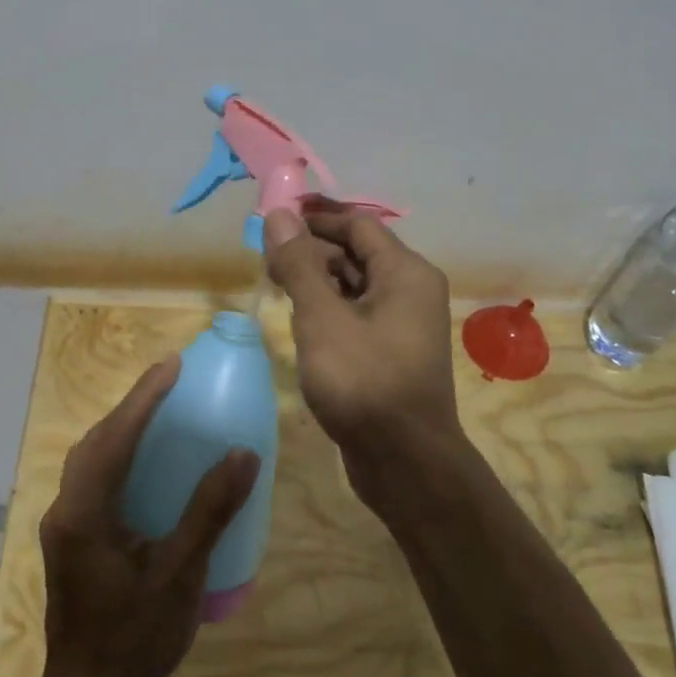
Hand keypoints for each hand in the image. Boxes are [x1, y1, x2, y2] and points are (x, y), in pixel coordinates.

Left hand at [37, 355, 259, 676]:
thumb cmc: (135, 640)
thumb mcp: (180, 576)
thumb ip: (209, 512)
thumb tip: (242, 455)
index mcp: (85, 514)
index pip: (115, 439)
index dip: (143, 398)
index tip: (171, 365)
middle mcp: (66, 510)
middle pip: (95, 441)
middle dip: (131, 406)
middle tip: (169, 382)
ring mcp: (63, 525)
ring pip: (89, 459)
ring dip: (121, 429)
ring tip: (158, 410)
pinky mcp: (70, 538)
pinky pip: (92, 478)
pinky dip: (117, 455)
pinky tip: (143, 461)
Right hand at [263, 207, 463, 514]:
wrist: (404, 462)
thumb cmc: (363, 382)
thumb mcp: (322, 319)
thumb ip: (299, 265)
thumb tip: (279, 214)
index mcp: (405, 272)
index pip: (357, 225)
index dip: (315, 217)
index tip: (272, 219)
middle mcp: (411, 290)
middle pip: (356, 253)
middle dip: (311, 251)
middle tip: (265, 259)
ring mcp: (403, 323)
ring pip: (354, 286)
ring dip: (317, 281)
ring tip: (274, 286)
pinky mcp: (390, 352)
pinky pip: (357, 315)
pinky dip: (328, 310)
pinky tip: (299, 322)